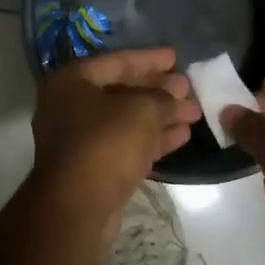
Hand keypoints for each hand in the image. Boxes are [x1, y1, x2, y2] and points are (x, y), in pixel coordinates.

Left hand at [30, 48, 201, 223]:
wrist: (77, 206)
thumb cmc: (106, 144)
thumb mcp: (142, 111)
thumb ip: (163, 97)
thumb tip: (176, 94)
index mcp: (72, 81)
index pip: (117, 61)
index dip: (150, 59)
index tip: (177, 58)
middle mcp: (70, 106)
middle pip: (121, 90)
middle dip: (158, 91)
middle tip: (189, 89)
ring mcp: (79, 139)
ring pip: (126, 120)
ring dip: (160, 116)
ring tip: (194, 114)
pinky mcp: (92, 167)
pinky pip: (125, 144)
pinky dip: (152, 138)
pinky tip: (182, 136)